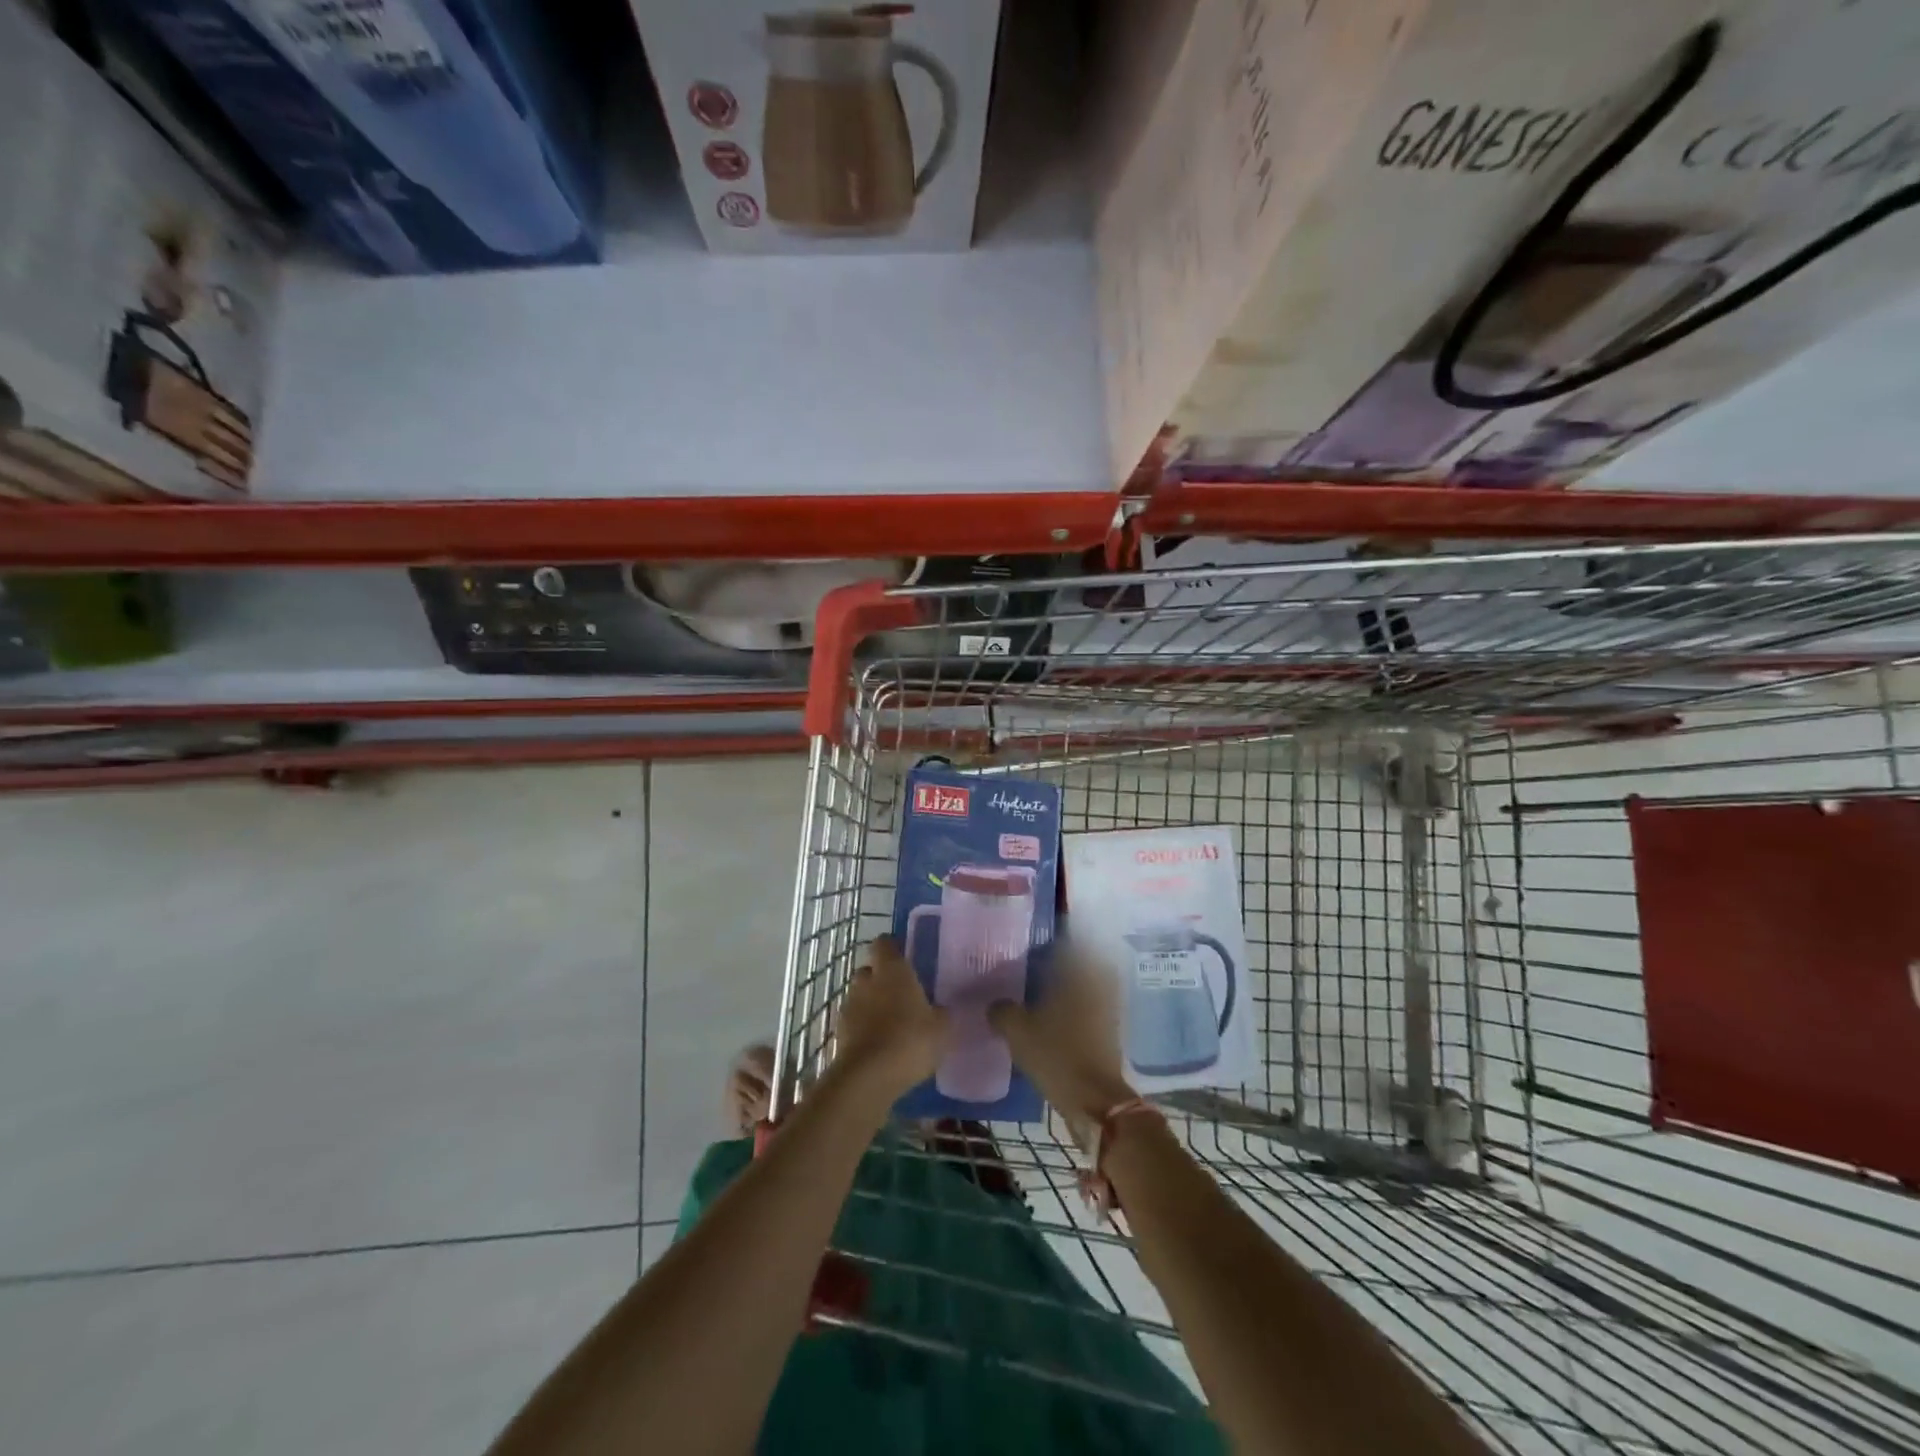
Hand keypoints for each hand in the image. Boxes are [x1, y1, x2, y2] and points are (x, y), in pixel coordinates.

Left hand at [833, 937, 946, 1097]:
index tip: (906, 959)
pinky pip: (854, 1021)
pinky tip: (879, 1045)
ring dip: (871, 1005)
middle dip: (881, 979)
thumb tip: (940, 1009)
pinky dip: (863, 1028)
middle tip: (901, 995)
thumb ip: (942, 1013)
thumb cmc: (910, 1041)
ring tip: (891, 1024)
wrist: (868, 1078)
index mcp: (892, 970)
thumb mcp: (942, 1028)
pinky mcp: (839, 1031)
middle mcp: (867, 980)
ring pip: (860, 996)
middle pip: (870, 969)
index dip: (893, 949)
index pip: (885, 943)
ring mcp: (849, 1005)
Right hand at [989, 942, 1133, 1136]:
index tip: (1027, 946)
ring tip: (1037, 994)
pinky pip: (1088, 1008)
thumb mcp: (1018, 1031)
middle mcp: (1097, 982)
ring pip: (1083, 985)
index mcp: (1078, 972)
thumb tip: (994, 1004)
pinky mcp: (1110, 1030)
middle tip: (1031, 968)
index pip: (1065, 942)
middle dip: (1056, 964)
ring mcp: (1108, 1007)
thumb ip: (1002, 1011)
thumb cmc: (1057, 1055)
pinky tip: (1050, 1019)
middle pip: (1077, 962)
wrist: (1095, 1101)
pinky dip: (1072, 1009)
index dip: (1045, 942)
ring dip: (1065, 987)